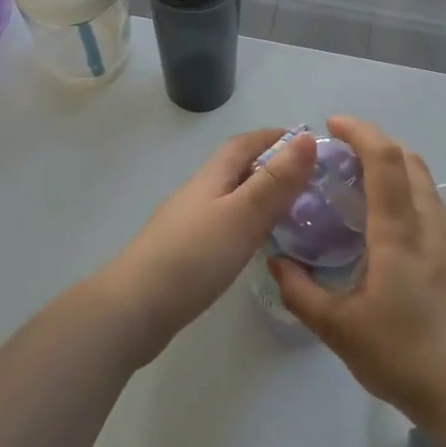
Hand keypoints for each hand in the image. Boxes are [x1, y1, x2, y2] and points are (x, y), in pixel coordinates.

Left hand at [87, 126, 317, 366]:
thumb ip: (276, 181)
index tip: (307, 142)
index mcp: (211, 177)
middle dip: (271, 166)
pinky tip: (258, 244)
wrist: (134, 309)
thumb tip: (308, 138)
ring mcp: (188, 224)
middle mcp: (198, 194)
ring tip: (295, 213)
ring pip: (231, 199)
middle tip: (311, 181)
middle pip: (237, 169)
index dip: (274, 137)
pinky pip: (224, 226)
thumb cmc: (194, 257)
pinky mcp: (185, 254)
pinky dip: (248, 225)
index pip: (244, 144)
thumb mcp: (242, 215)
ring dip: (260, 197)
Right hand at [270, 117, 445, 435]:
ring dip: (396, 175)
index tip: (333, 125)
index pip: (384, 160)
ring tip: (362, 195)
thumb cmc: (408, 359)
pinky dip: (410, 203)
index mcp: (400, 234)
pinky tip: (392, 239)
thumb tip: (278, 262)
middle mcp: (432, 228)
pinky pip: (435, 215)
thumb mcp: (340, 331)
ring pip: (427, 189)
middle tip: (341, 160)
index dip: (360, 132)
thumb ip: (302, 292)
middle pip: (411, 163)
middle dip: (376, 146)